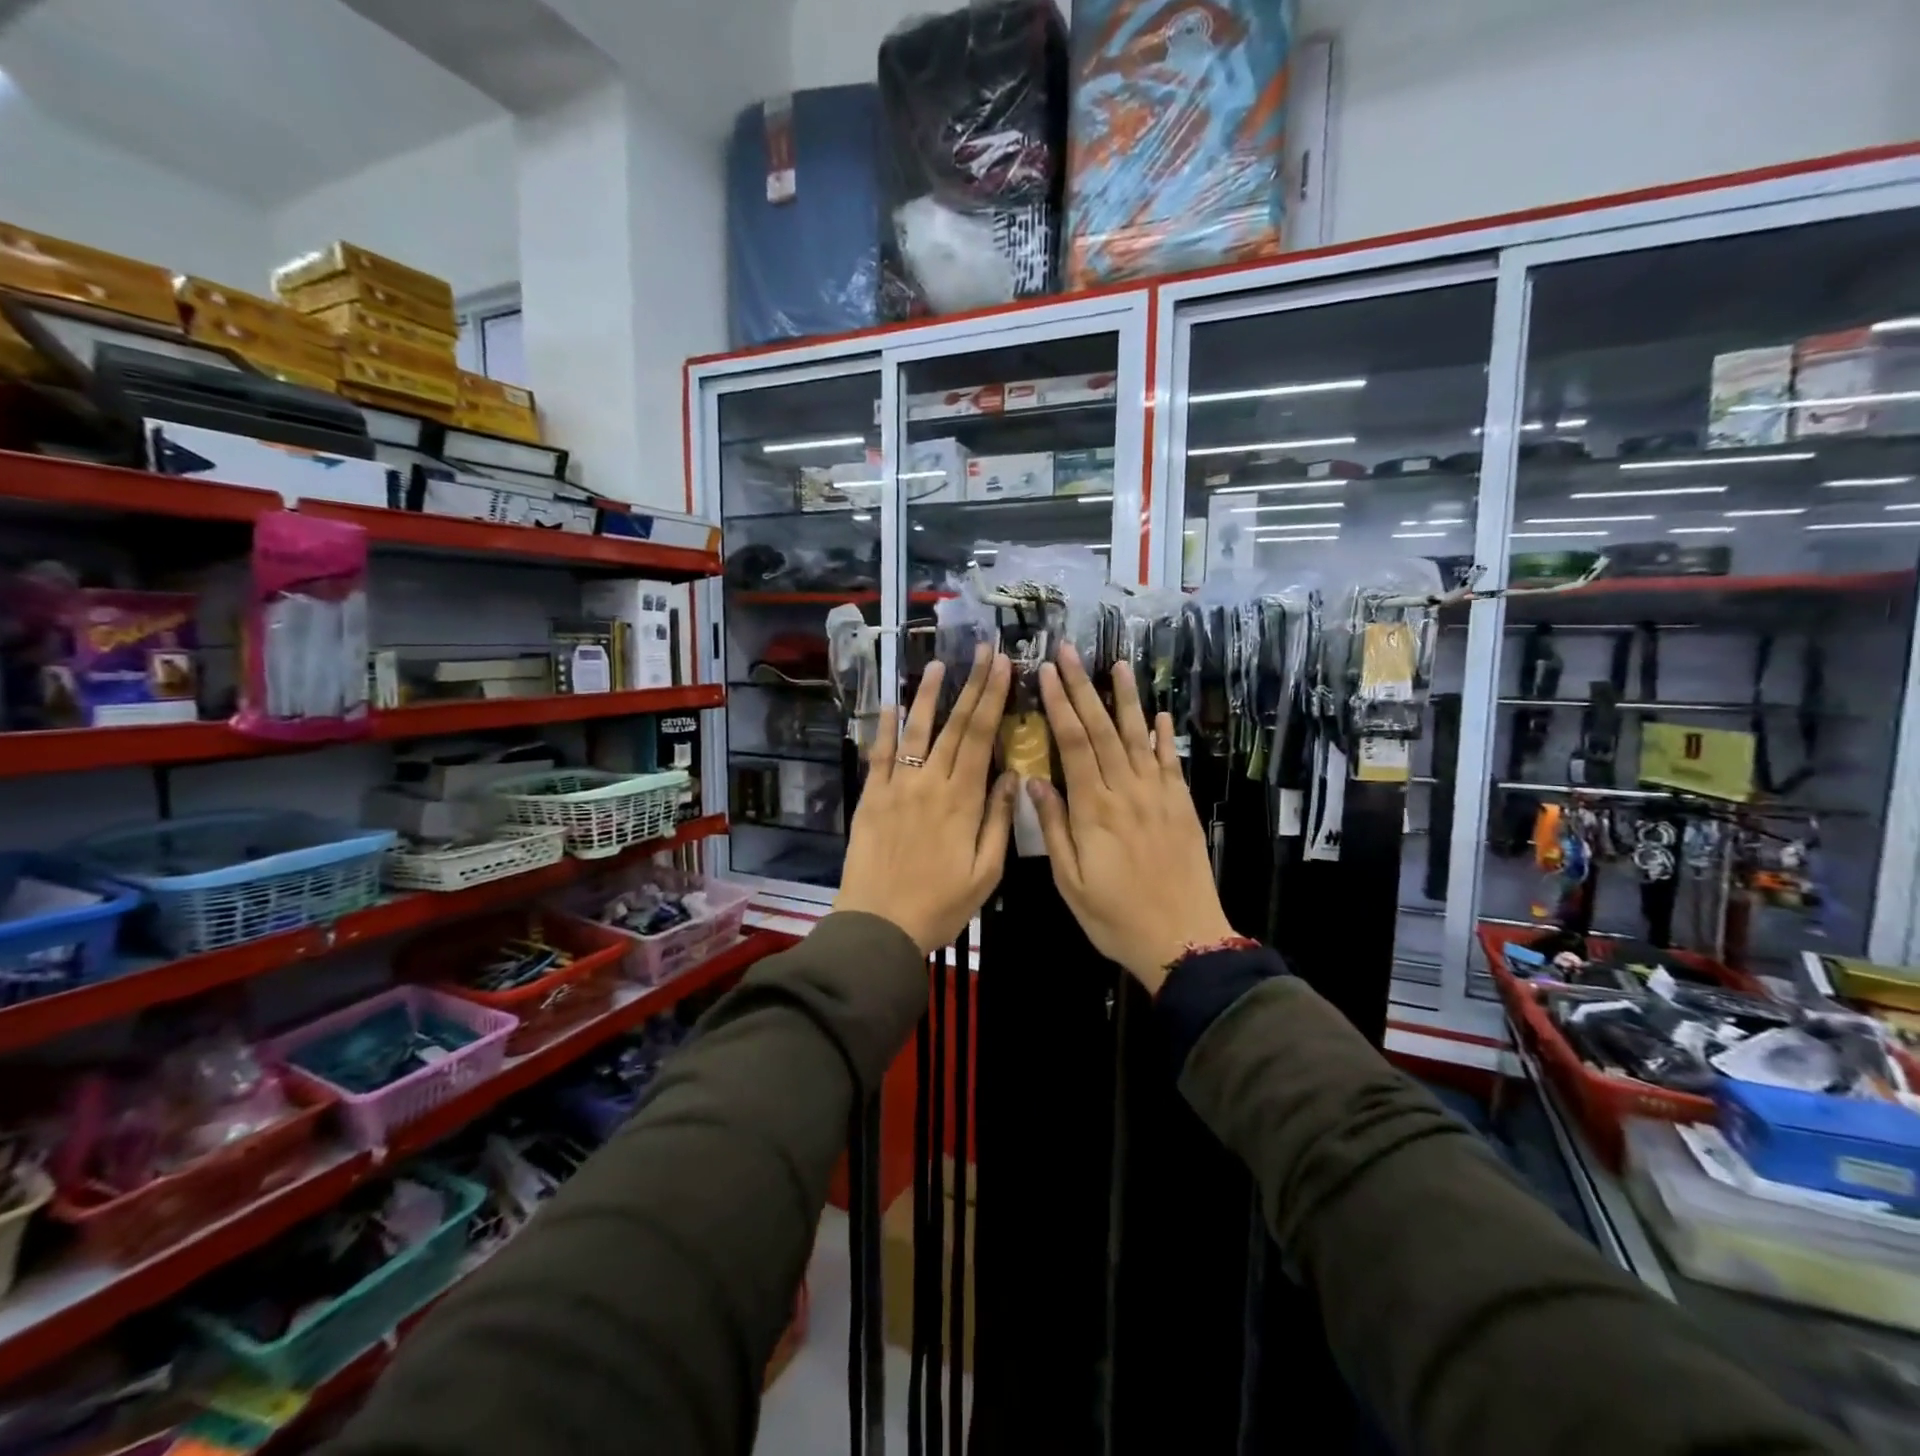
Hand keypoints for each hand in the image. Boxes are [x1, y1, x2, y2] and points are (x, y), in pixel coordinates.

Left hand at [836, 646, 1016, 952]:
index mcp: (963, 800)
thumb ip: (1000, 820)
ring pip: (916, 730)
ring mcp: (896, 786)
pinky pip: (879, 754)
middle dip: (972, 684)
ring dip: (929, 695)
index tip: (1004, 666)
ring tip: (940, 665)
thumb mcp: (986, 873)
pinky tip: (890, 703)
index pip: (982, 737)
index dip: (994, 698)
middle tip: (984, 651)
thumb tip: (1014, 775)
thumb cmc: (941, 906)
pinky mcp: (871, 797)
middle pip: (955, 725)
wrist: (879, 926)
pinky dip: (885, 726)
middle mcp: (930, 783)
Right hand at [1029, 644, 1234, 993]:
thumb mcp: (1070, 881)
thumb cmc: (1115, 917)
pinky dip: (1163, 736)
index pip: (1074, 744)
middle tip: (1070, 652)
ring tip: (1119, 664)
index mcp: (1094, 810)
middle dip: (1083, 688)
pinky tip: (1160, 714)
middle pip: (1102, 730)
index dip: (1059, 705)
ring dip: (1126, 699)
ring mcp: (1158, 796)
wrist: (1183, 940)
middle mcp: (1127, 792)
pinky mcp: (1181, 806)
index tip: (1045, 673)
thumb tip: (1035, 781)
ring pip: (1138, 738)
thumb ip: (1054, 828)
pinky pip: (1170, 763)